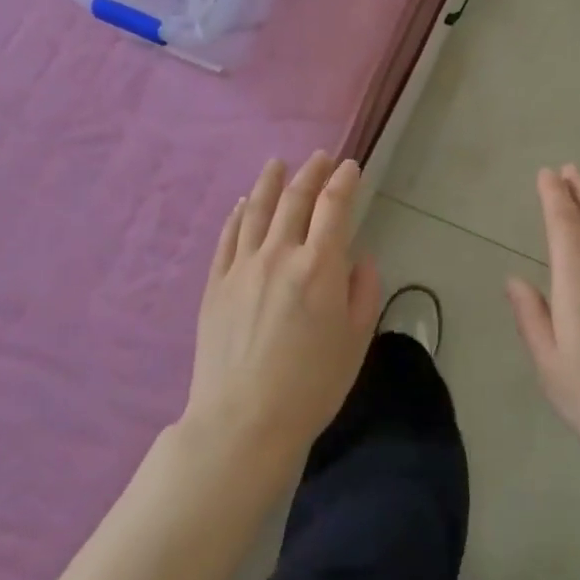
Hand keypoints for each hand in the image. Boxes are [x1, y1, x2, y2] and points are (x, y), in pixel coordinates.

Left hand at [183, 153, 382, 471]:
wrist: (243, 421)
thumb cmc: (310, 387)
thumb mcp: (355, 342)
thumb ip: (363, 292)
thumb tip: (360, 259)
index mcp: (319, 267)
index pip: (334, 207)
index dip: (344, 182)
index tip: (351, 167)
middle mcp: (279, 255)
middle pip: (295, 200)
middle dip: (310, 173)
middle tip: (320, 158)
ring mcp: (242, 266)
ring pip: (257, 210)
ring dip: (270, 182)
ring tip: (277, 163)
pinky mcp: (216, 283)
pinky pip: (228, 237)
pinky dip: (238, 214)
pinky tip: (243, 203)